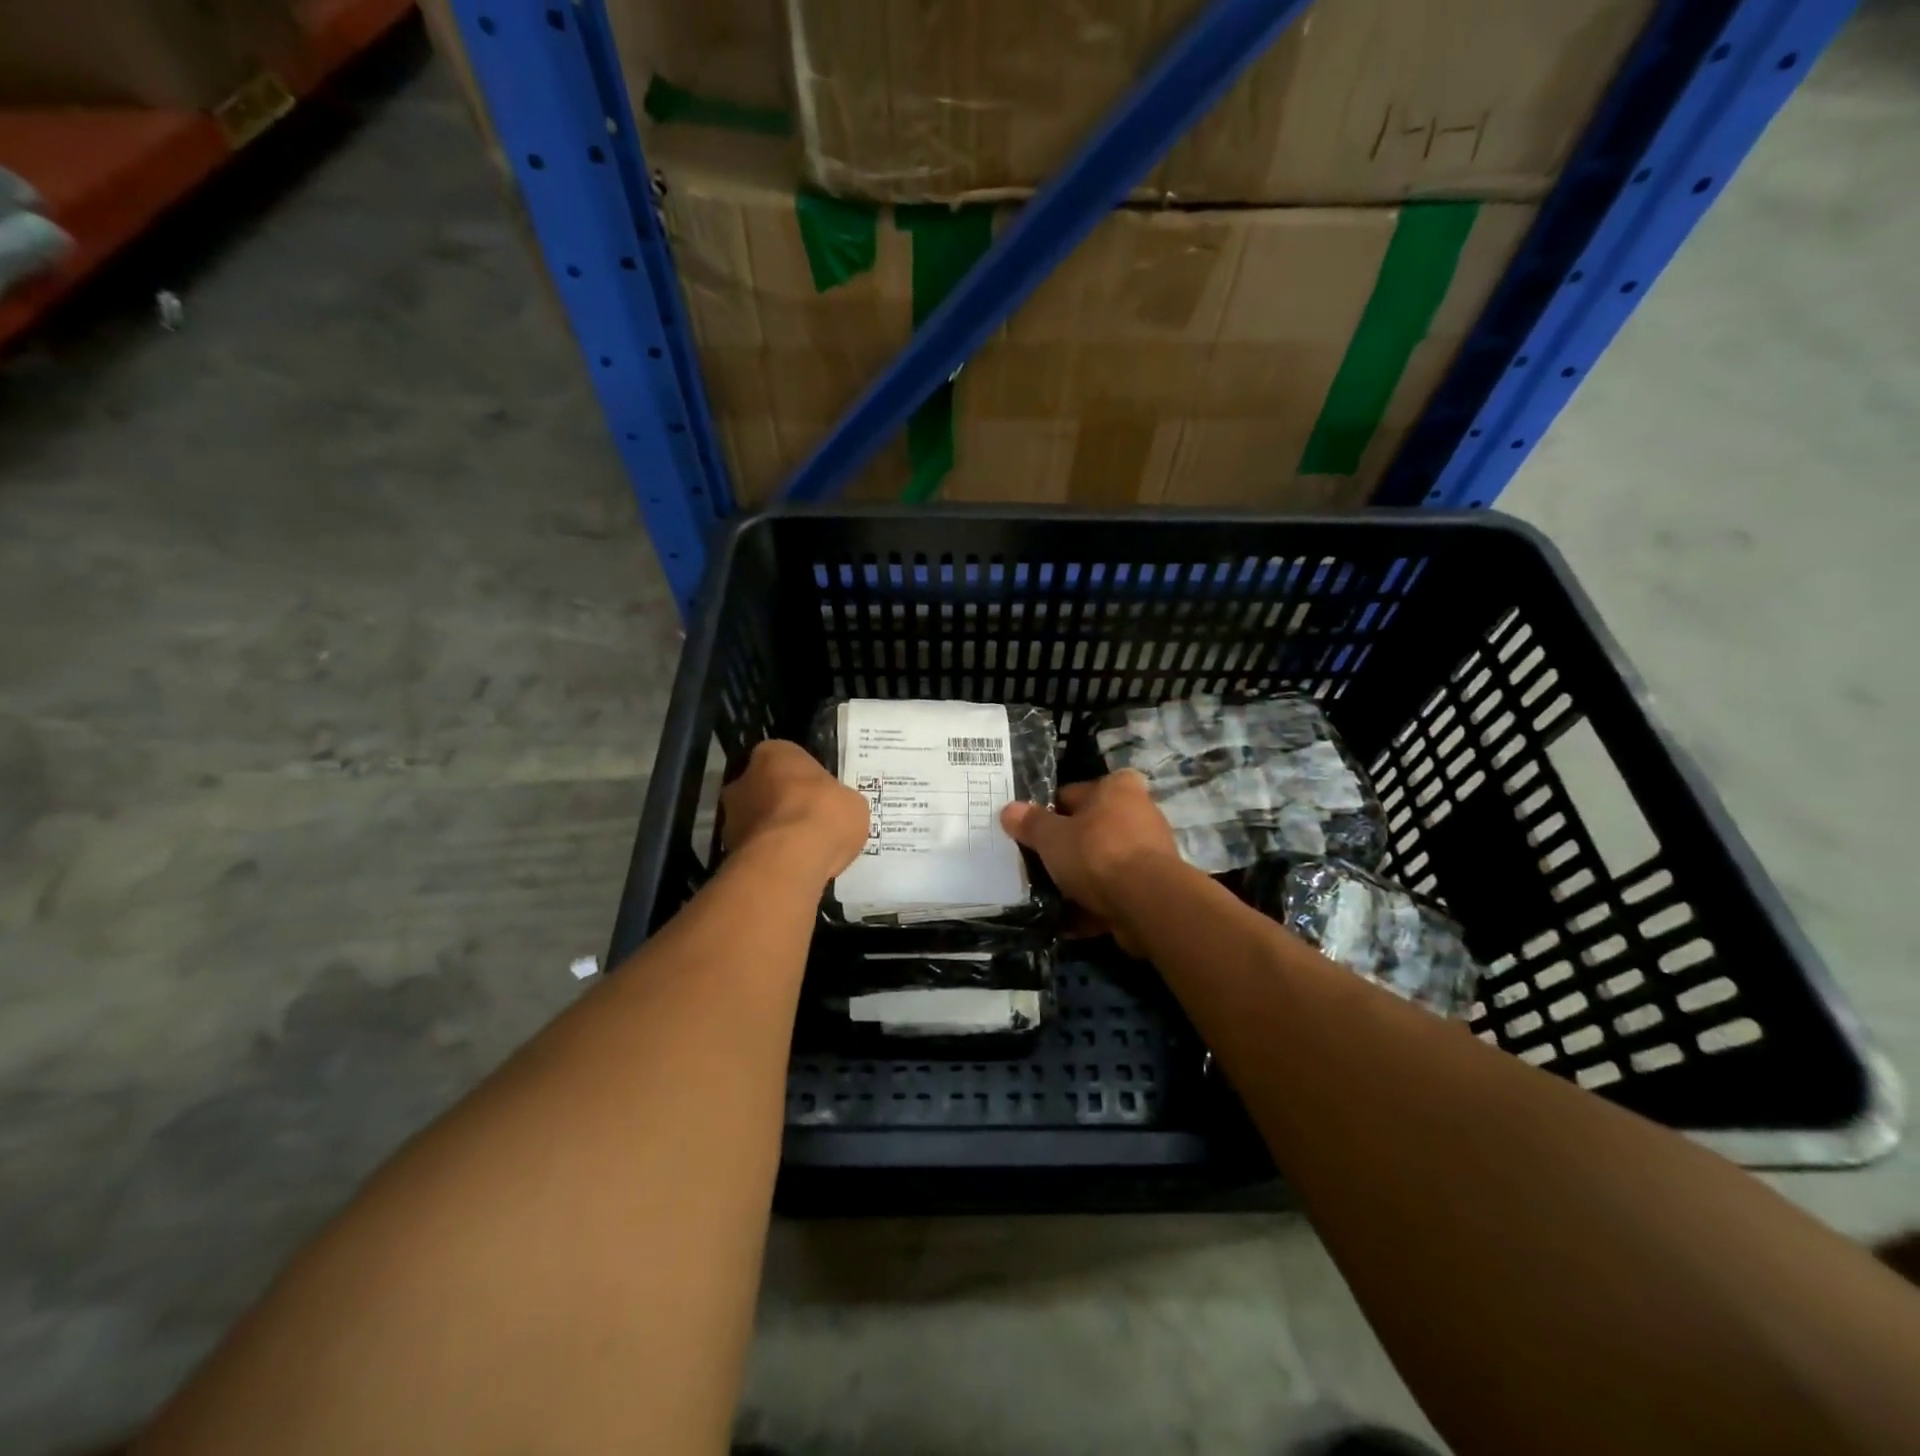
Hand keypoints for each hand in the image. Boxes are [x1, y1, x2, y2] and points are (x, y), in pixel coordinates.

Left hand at [721, 740, 869, 883]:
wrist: (791, 860)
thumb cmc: (824, 814)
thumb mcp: (852, 802)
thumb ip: (837, 800)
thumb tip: (834, 809)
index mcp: (775, 753)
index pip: (785, 759)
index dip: (803, 778)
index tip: (818, 795)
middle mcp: (744, 778)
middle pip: (764, 788)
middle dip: (782, 805)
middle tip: (809, 824)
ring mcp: (731, 816)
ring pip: (755, 821)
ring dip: (772, 833)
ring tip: (801, 852)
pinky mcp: (729, 850)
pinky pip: (754, 850)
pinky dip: (768, 857)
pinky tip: (791, 868)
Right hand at [1000, 772, 1180, 950]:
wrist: (1147, 902)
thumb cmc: (1096, 853)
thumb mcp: (1051, 836)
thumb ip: (1029, 823)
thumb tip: (1009, 810)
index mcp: (1116, 787)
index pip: (1071, 793)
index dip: (1047, 812)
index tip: (1029, 833)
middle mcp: (1138, 812)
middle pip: (1089, 829)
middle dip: (1065, 848)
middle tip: (1036, 865)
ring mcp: (1149, 851)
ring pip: (1101, 863)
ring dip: (1078, 880)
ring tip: (1049, 895)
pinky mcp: (1152, 886)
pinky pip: (1114, 891)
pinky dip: (1094, 904)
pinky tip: (1068, 920)